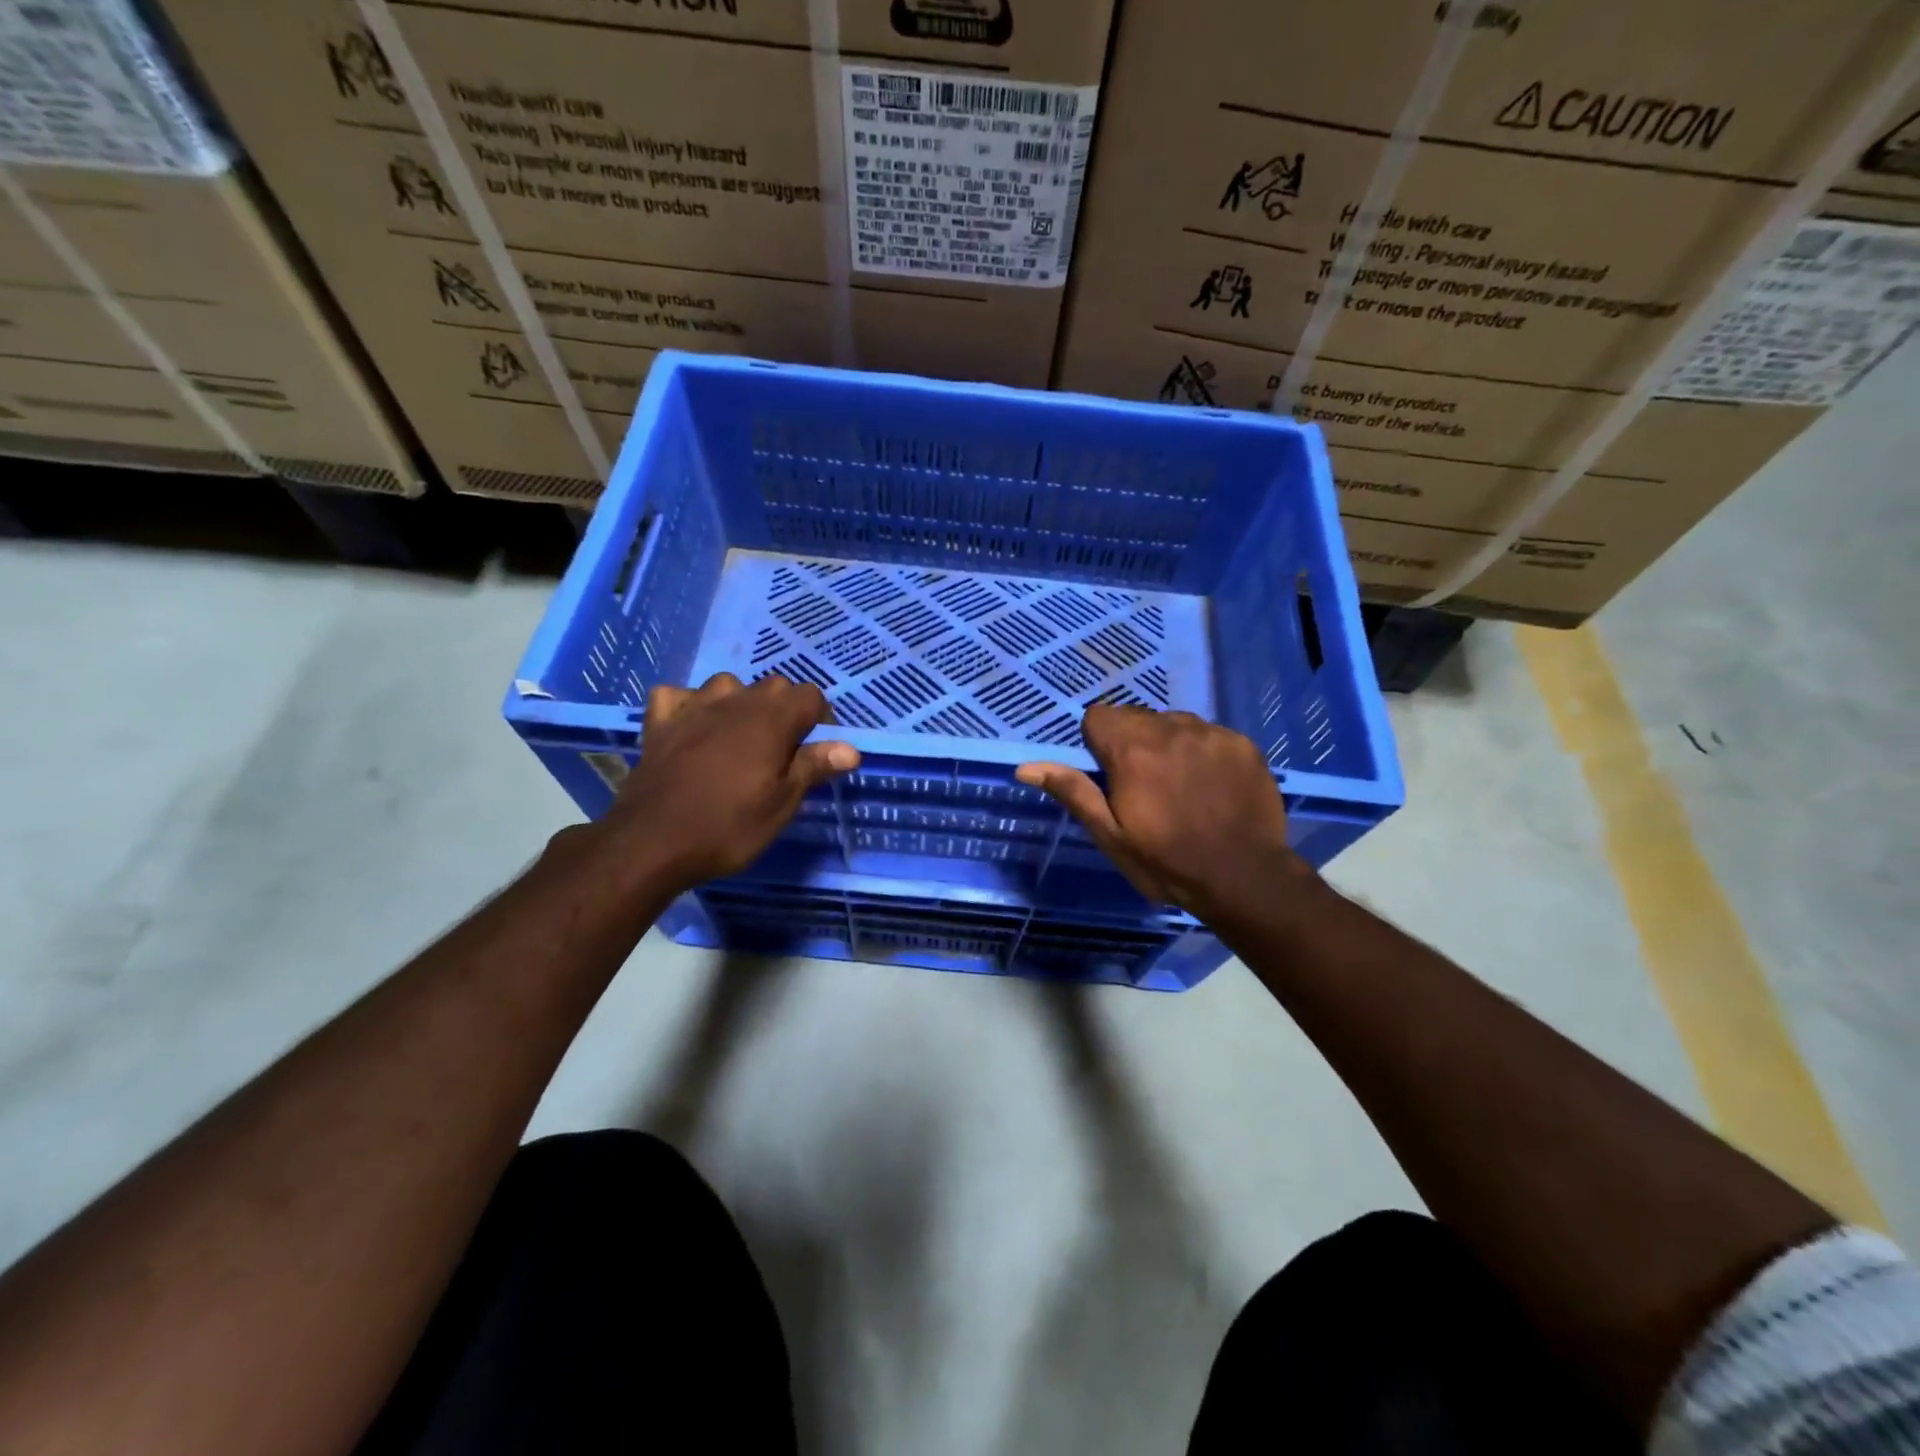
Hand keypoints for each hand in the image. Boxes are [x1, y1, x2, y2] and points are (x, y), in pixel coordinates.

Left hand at [603, 673, 859, 888]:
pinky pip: (677, 696)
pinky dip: (688, 705)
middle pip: (773, 687)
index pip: (810, 696)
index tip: (816, 752)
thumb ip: (814, 767)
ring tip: (739, 738)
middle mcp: (735, 702)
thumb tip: (850, 748)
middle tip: (782, 753)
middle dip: (784, 712)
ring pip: (727, 685)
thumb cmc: (728, 826)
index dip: (820, 720)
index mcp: (771, 720)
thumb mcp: (782, 804)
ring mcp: (693, 708)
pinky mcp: (659, 723)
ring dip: (739, 703)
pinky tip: (691, 727)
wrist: (651, 842)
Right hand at [1015, 705, 1311, 922]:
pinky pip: (1209, 734)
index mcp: (1131, 749)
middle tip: (1144, 786)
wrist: (1244, 878)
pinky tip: (1212, 786)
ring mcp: (1211, 733)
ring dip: (1168, 744)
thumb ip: (1073, 792)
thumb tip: (1025, 767)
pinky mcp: (1242, 743)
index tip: (1110, 776)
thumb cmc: (1167, 862)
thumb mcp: (1111, 835)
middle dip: (1132, 742)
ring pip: (1173, 723)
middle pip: (1136, 717)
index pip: (1098, 716)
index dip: (1098, 743)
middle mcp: (1170, 728)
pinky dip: (1202, 751)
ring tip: (1181, 785)